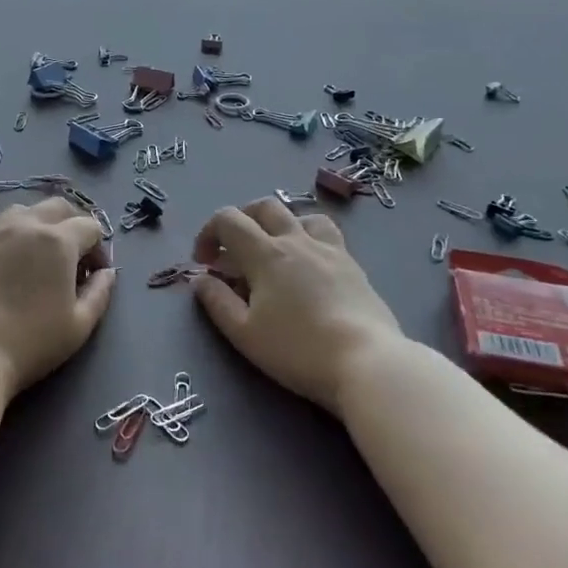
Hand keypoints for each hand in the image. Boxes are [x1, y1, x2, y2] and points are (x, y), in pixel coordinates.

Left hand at [0, 198, 115, 392]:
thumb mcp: (79, 325)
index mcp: (58, 241)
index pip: (90, 227)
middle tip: (73, 257)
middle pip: (58, 207)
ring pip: (25, 211)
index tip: (95, 275)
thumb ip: (99, 293)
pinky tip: (10, 265)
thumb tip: (107, 273)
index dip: (100, 248)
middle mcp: (27, 225)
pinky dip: (14, 236)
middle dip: (73, 224)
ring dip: (41, 223)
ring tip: (40, 254)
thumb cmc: (31, 342)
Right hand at [190, 198, 402, 413]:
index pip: (229, 219)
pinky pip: (327, 234)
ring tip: (275, 251)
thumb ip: (217, 302)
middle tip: (233, 250)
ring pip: (301, 215)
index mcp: (266, 254)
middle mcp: (297, 240)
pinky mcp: (353, 265)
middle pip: (265, 206)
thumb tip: (200, 279)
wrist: (366, 361)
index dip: (208, 233)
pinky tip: (309, 267)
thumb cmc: (298, 350)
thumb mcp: (244, 333)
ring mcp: (330, 249)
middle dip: (242, 219)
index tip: (205, 263)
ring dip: (280, 224)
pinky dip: (308, 239)